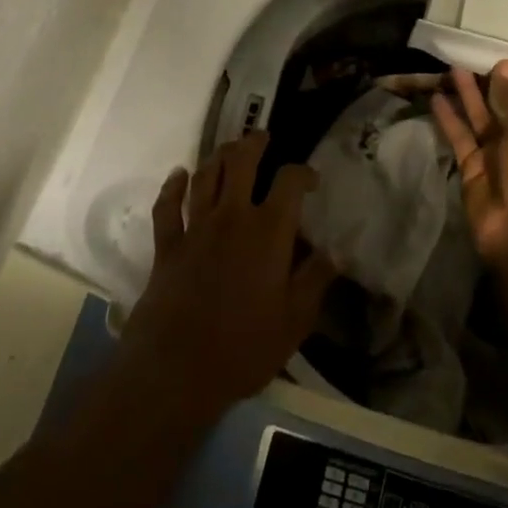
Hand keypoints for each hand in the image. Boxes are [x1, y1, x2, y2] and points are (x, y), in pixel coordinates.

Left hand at [120, 133, 336, 420]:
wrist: (175, 370)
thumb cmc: (243, 347)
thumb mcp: (294, 320)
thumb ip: (316, 279)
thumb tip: (339, 250)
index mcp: (268, 231)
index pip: (289, 182)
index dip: (302, 172)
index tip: (310, 179)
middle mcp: (232, 217)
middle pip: (241, 162)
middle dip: (253, 144)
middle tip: (262, 137)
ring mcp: (196, 228)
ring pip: (205, 176)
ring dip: (217, 156)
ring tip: (229, 148)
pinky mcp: (168, 245)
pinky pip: (168, 207)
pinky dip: (172, 187)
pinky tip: (178, 175)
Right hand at [431, 61, 507, 267]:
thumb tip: (507, 64)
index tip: (501, 63)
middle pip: (506, 108)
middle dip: (489, 85)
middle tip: (470, 57)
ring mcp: (498, 156)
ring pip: (481, 120)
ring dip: (468, 96)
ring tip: (451, 68)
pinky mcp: (474, 168)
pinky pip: (462, 138)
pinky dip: (450, 119)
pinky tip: (437, 98)